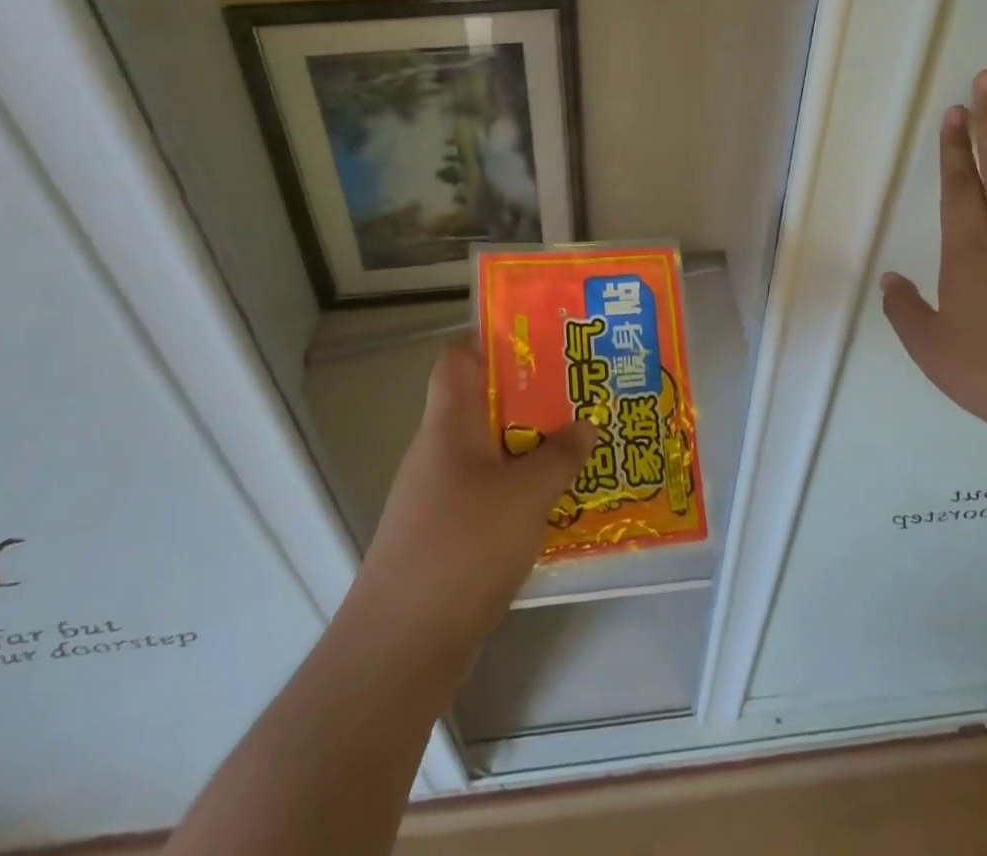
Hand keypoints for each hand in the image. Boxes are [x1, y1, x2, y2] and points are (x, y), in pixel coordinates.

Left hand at [350, 334, 596, 655]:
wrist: (400, 648)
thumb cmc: (463, 548)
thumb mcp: (526, 495)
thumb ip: (560, 456)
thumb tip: (586, 425)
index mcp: (449, 423)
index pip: (457, 356)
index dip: (491, 337)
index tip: (539, 336)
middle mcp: (438, 449)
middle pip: (482, 401)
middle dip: (530, 394)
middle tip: (578, 390)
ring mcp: (438, 493)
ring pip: (489, 450)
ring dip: (530, 444)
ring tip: (579, 441)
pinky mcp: (445, 533)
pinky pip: (488, 492)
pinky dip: (519, 488)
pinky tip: (556, 501)